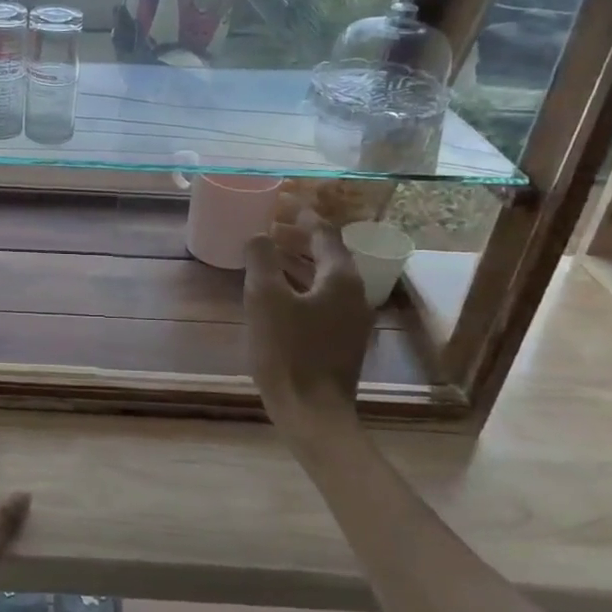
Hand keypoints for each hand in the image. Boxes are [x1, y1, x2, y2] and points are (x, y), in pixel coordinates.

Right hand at [243, 202, 372, 420]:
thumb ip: (262, 260)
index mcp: (340, 278)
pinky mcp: (339, 339)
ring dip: (296, 260)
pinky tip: (275, 292)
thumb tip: (259, 236)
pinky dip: (299, 283)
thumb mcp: (265, 299)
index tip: (279, 200)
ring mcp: (349, 319)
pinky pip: (320, 297)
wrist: (312, 412)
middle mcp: (353, 293)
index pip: (324, 233)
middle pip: (326, 253)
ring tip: (267, 252)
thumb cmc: (288, 351)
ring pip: (322, 277)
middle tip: (267, 223)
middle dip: (297, 235)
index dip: (300, 214)